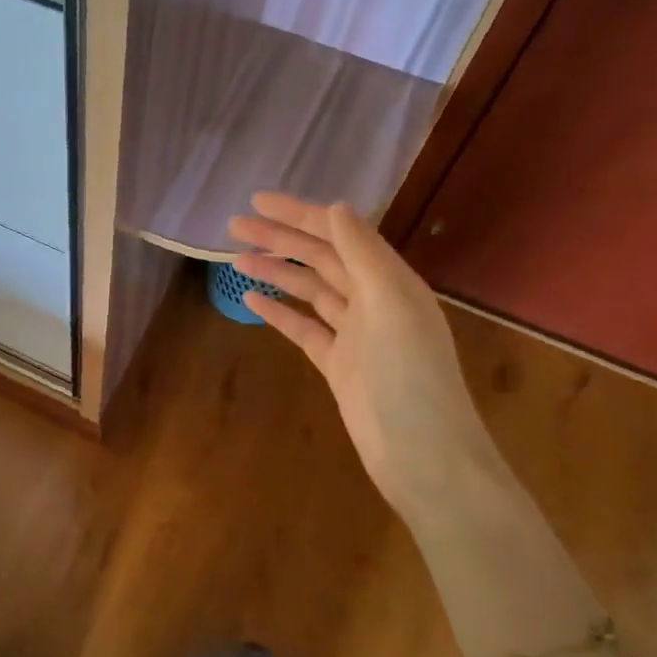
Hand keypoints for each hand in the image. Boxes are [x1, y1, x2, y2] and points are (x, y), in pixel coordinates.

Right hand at [229, 195, 498, 521]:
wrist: (422, 455)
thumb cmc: (410, 376)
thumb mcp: (390, 305)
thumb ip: (362, 254)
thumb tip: (336, 206)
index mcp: (390, 280)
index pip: (339, 234)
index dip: (299, 214)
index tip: (257, 201)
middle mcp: (373, 300)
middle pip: (320, 258)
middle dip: (280, 239)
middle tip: (234, 225)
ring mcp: (355, 334)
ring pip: (309, 291)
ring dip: (275, 272)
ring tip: (235, 258)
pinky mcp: (338, 364)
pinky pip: (304, 328)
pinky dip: (280, 313)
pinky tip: (252, 300)